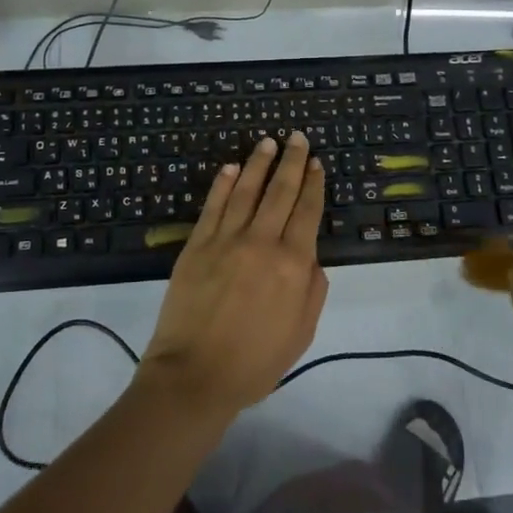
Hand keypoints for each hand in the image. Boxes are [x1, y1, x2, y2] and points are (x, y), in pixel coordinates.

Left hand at [140, 132, 329, 420]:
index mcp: (292, 264)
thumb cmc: (255, 362)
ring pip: (246, 191)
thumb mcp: (301, 332)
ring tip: (267, 143)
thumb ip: (312, 289)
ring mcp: (226, 240)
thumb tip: (311, 256)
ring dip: (258, 164)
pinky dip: (222, 185)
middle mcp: (262, 242)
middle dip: (292, 162)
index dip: (314, 184)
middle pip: (280, 192)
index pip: (307, 212)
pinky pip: (212, 207)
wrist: (195, 375)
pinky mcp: (196, 245)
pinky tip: (229, 168)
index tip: (317, 163)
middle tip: (297, 137)